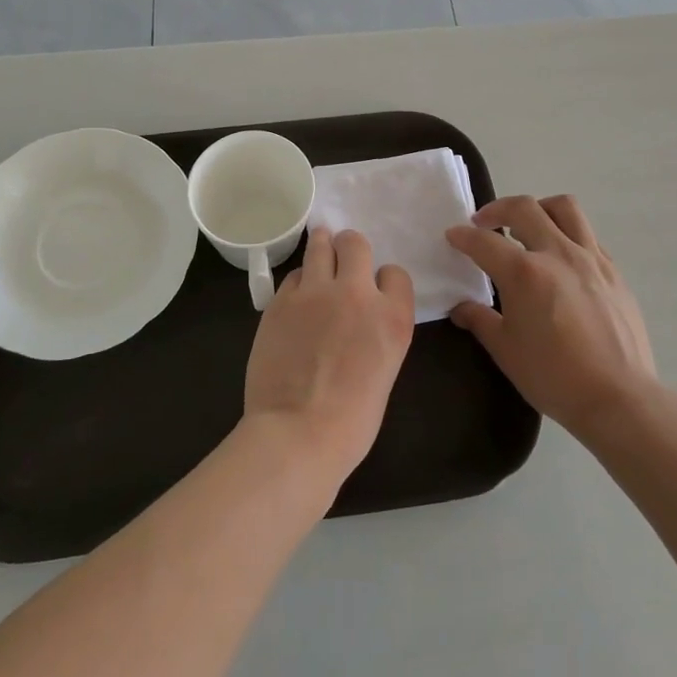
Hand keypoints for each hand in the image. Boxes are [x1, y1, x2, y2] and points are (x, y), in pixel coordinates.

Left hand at [244, 227, 415, 481]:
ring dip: (322, 244)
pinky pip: (293, 275)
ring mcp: (316, 293)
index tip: (375, 289)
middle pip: (355, 243)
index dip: (384, 279)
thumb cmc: (351, 422)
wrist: (298, 433)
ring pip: (320, 245)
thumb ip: (376, 333)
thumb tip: (359, 322)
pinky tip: (297, 296)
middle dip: (350, 247)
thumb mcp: (384, 370)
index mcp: (392, 317)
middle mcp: (357, 294)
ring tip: (320, 244)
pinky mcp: (281, 301)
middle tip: (343, 255)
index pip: (395, 273)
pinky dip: (298, 281)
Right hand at [446, 195, 657, 443]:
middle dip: (497, 209)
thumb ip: (480, 320)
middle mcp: (557, 254)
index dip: (463, 236)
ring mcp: (591, 259)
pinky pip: (588, 235)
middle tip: (485, 223)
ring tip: (528, 226)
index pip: (484, 242)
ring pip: (564, 208)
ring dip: (539, 209)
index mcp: (525, 273)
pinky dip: (567, 234)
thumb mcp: (506, 351)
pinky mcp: (614, 271)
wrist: (619, 398)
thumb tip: (461, 308)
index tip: (453, 235)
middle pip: (524, 208)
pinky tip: (561, 258)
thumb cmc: (554, 377)